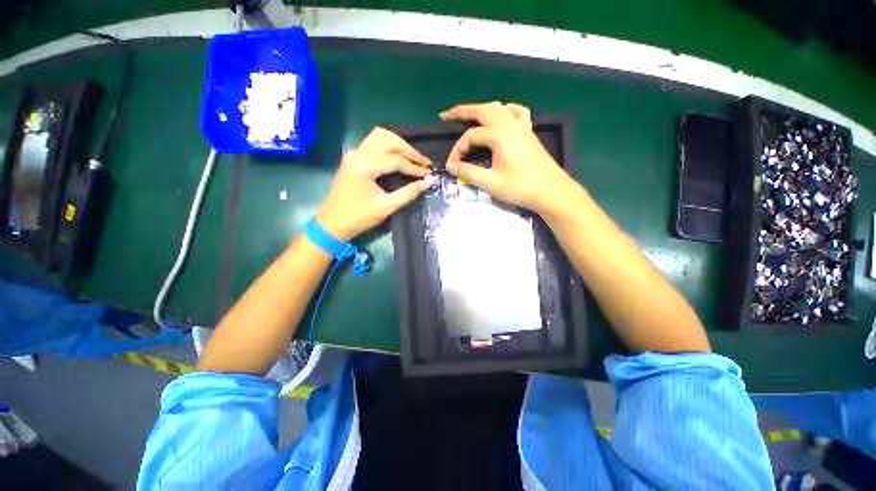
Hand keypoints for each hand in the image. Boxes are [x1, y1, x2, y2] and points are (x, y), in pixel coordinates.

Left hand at [316, 128, 433, 240]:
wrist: (333, 223)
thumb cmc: (359, 217)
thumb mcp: (387, 207)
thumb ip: (409, 193)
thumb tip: (428, 182)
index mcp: (364, 166)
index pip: (395, 160)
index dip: (414, 167)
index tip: (429, 173)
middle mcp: (358, 153)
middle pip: (389, 142)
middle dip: (410, 151)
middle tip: (425, 164)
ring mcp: (354, 153)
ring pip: (381, 137)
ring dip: (400, 144)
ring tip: (414, 157)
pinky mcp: (353, 157)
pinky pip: (373, 141)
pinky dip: (389, 144)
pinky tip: (398, 154)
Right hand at [440, 102, 572, 213]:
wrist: (551, 191)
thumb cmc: (520, 187)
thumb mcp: (490, 183)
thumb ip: (468, 172)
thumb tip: (451, 166)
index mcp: (499, 134)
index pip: (470, 137)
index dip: (457, 151)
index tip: (451, 166)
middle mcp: (509, 124)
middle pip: (481, 110)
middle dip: (461, 112)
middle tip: (445, 116)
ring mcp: (521, 126)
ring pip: (498, 108)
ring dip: (481, 109)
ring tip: (468, 116)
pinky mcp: (528, 132)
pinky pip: (516, 112)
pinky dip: (505, 110)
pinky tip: (501, 116)